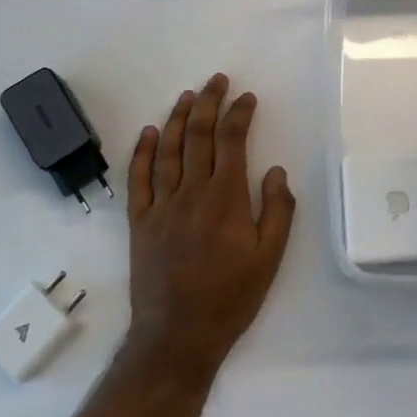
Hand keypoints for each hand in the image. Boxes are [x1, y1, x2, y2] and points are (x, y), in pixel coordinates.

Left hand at [123, 74, 294, 382]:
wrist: (178, 335)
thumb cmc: (231, 297)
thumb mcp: (270, 258)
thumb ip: (278, 210)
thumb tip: (274, 170)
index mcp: (226, 199)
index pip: (231, 142)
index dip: (239, 114)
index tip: (247, 97)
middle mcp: (192, 193)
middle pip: (198, 136)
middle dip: (209, 103)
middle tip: (217, 80)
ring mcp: (161, 205)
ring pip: (168, 150)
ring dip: (178, 118)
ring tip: (187, 96)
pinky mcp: (139, 222)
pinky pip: (138, 179)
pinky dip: (143, 153)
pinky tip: (149, 133)